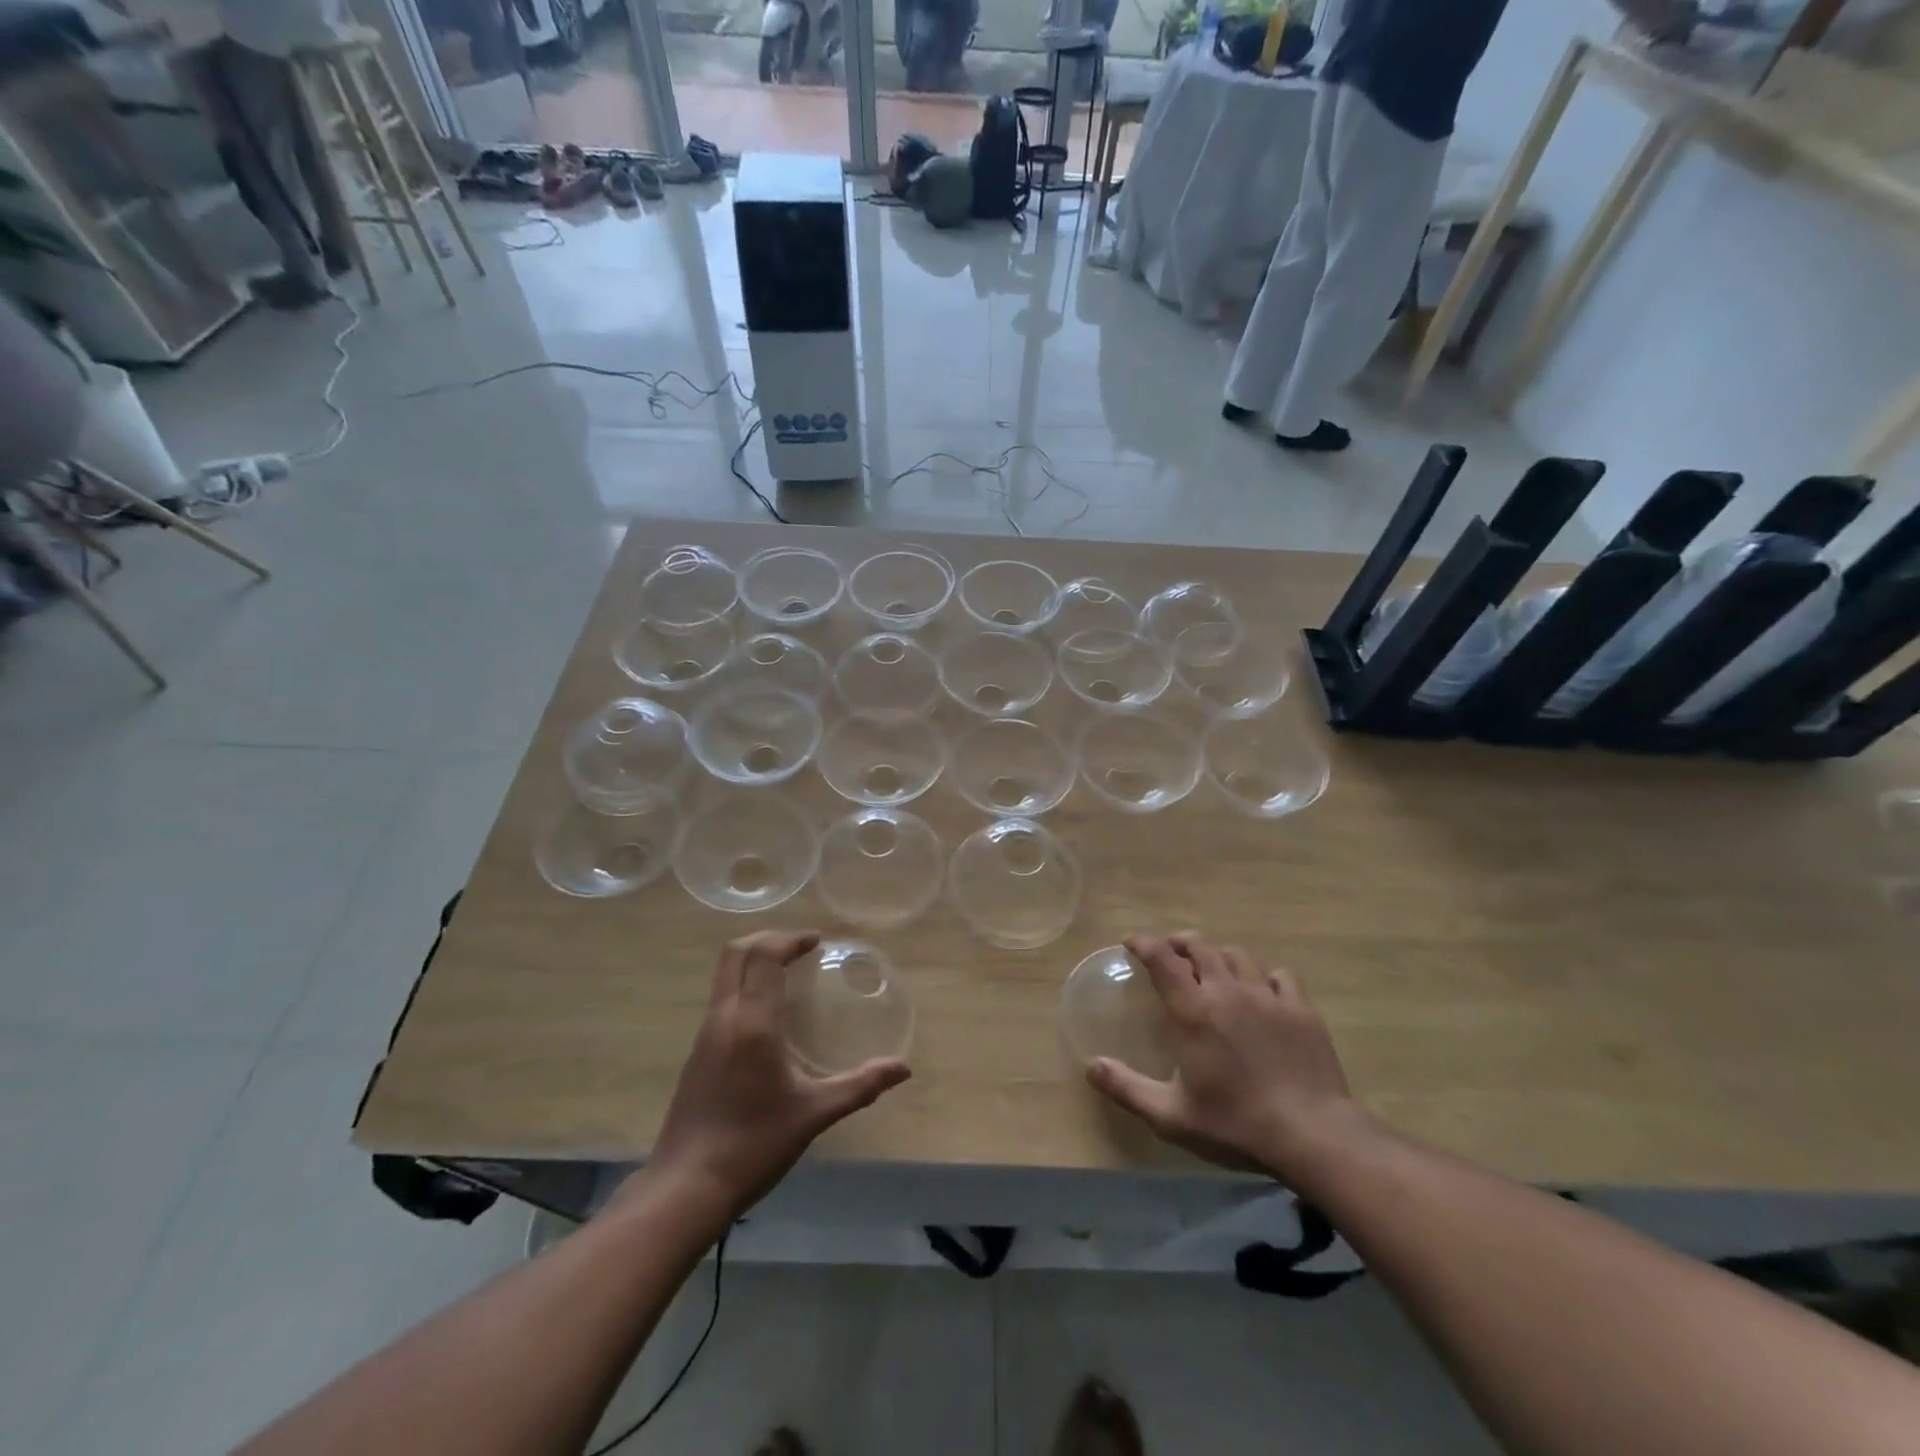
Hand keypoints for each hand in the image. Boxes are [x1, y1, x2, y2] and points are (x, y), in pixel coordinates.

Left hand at [646, 931, 910, 1219]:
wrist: (686, 1187)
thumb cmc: (754, 1144)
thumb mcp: (814, 1114)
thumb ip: (860, 1086)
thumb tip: (903, 1068)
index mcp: (753, 1022)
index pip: (764, 955)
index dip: (790, 939)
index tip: (817, 942)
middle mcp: (724, 1016)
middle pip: (736, 952)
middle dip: (768, 939)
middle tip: (801, 949)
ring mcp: (705, 1033)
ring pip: (724, 973)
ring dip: (754, 960)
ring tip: (788, 975)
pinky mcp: (697, 1052)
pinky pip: (721, 997)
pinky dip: (744, 985)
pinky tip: (767, 1015)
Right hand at [1086, 932, 1366, 1180]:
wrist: (1312, 1134)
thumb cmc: (1235, 1124)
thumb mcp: (1171, 1116)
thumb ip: (1128, 1089)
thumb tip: (1091, 1067)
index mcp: (1194, 1010)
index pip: (1162, 959)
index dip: (1143, 942)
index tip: (1131, 941)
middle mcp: (1227, 991)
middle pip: (1200, 946)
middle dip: (1180, 943)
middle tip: (1171, 954)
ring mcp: (1267, 996)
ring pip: (1238, 955)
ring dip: (1219, 956)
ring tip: (1214, 970)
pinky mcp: (1300, 1009)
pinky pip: (1279, 976)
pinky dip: (1263, 977)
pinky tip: (1262, 993)